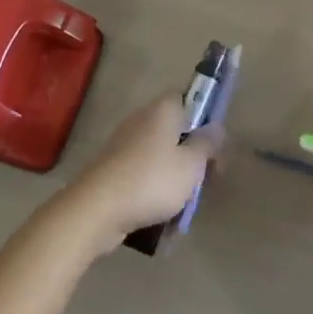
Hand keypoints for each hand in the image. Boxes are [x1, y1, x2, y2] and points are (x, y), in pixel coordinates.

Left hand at [62, 94, 216, 254]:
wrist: (96, 210)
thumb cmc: (152, 180)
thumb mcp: (192, 164)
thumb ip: (207, 144)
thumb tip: (216, 127)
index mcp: (162, 111)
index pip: (186, 98)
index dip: (203, 116)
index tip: (213, 142)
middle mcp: (141, 121)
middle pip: (174, 130)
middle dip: (190, 154)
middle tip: (205, 179)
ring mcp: (122, 146)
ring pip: (159, 156)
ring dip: (173, 177)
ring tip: (185, 204)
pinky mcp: (111, 170)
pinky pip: (141, 176)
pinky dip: (153, 191)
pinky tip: (161, 215)